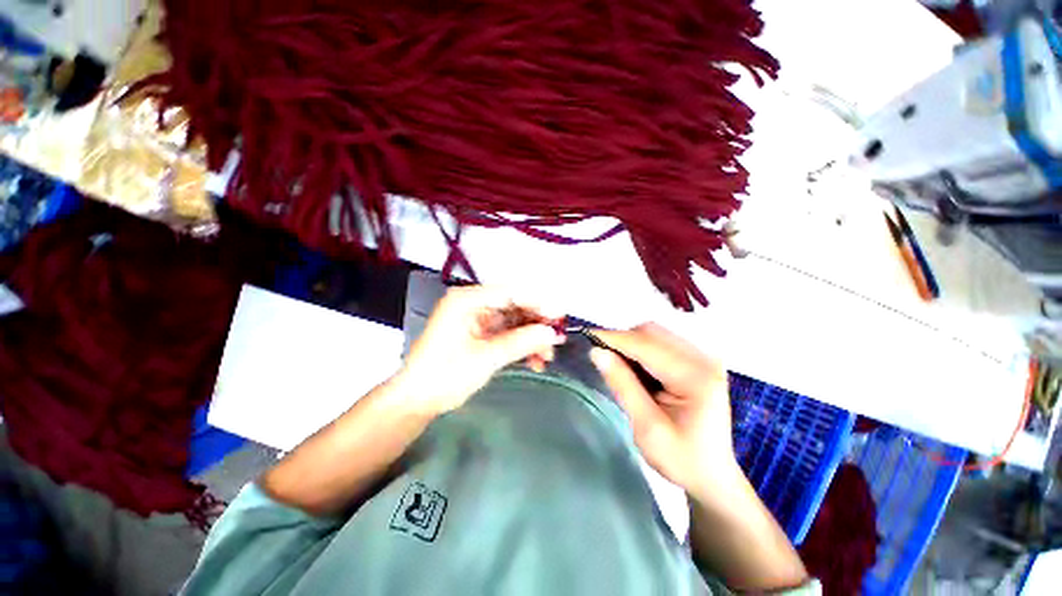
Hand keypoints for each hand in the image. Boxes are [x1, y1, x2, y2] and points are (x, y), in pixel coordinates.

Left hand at [395, 285, 565, 416]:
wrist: (417, 400)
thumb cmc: (444, 375)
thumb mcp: (486, 358)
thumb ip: (521, 342)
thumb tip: (552, 333)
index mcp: (468, 300)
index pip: (510, 292)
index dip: (537, 303)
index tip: (559, 317)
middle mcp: (474, 304)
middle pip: (514, 306)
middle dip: (537, 323)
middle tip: (557, 338)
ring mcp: (478, 319)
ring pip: (514, 321)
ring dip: (532, 337)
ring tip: (547, 356)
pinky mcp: (481, 334)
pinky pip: (507, 334)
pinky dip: (522, 345)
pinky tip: (534, 361)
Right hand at [590, 323, 734, 496]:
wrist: (712, 475)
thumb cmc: (680, 459)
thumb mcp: (646, 426)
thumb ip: (622, 384)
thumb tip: (596, 351)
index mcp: (695, 376)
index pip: (646, 345)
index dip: (614, 338)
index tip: (586, 338)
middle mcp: (703, 358)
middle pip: (651, 332)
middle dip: (622, 340)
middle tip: (602, 359)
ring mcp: (702, 357)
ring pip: (654, 334)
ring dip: (631, 344)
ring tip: (618, 367)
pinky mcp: (697, 360)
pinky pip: (661, 343)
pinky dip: (641, 350)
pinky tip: (636, 370)